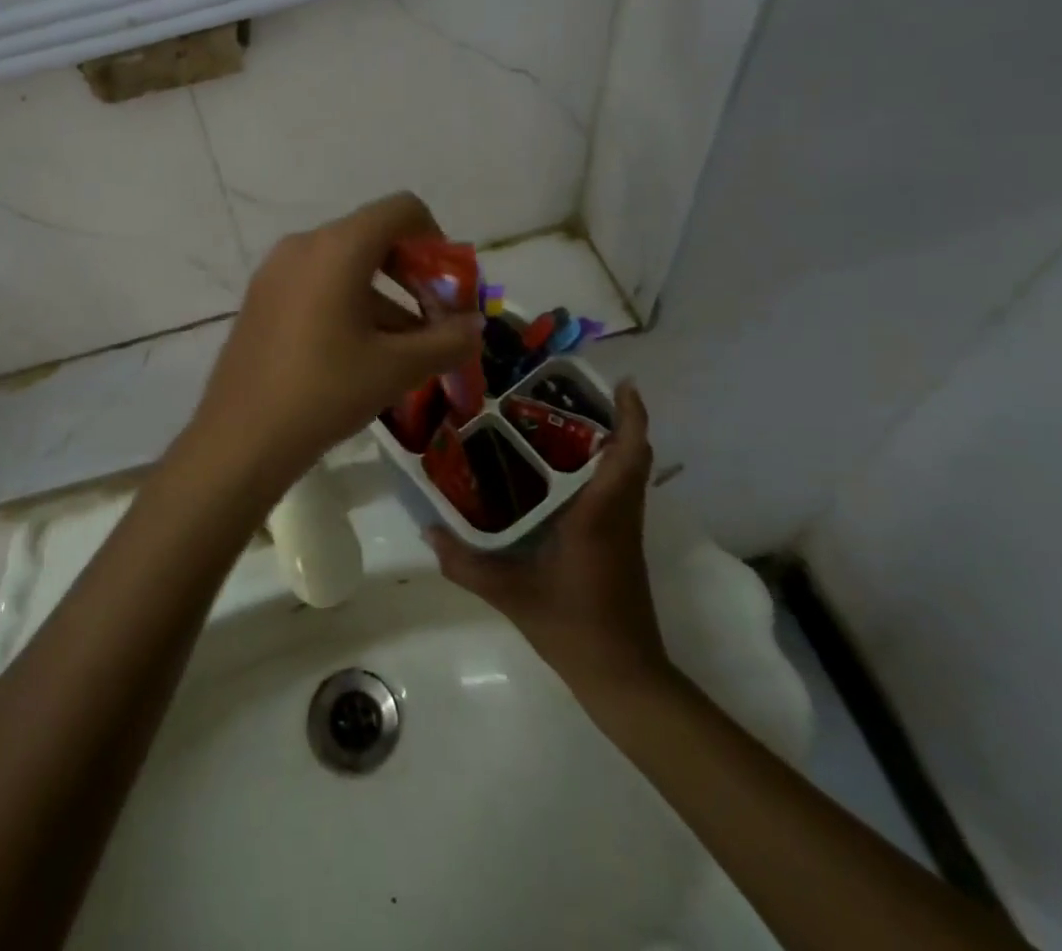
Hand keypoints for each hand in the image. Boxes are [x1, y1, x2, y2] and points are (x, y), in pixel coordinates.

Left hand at [177, 193, 483, 503]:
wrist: (240, 439)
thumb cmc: (324, 392)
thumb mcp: (397, 368)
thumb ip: (447, 341)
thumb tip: (475, 327)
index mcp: (337, 247)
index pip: (401, 209)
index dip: (436, 240)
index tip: (448, 287)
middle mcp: (303, 245)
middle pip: (374, 237)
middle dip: (414, 274)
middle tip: (435, 320)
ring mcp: (276, 271)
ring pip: (346, 266)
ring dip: (385, 297)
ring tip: (407, 351)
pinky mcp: (262, 298)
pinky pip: (318, 284)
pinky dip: (350, 305)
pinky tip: (363, 355)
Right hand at [427, 382, 672, 695]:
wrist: (625, 678)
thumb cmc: (573, 627)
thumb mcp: (510, 594)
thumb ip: (466, 563)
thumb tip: (428, 531)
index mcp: (600, 515)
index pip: (628, 454)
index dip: (632, 415)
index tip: (622, 382)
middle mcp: (619, 515)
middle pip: (634, 455)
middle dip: (618, 419)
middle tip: (575, 394)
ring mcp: (625, 532)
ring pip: (629, 474)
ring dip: (613, 443)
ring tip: (565, 422)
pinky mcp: (622, 547)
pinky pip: (620, 493)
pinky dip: (605, 470)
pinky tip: (564, 473)